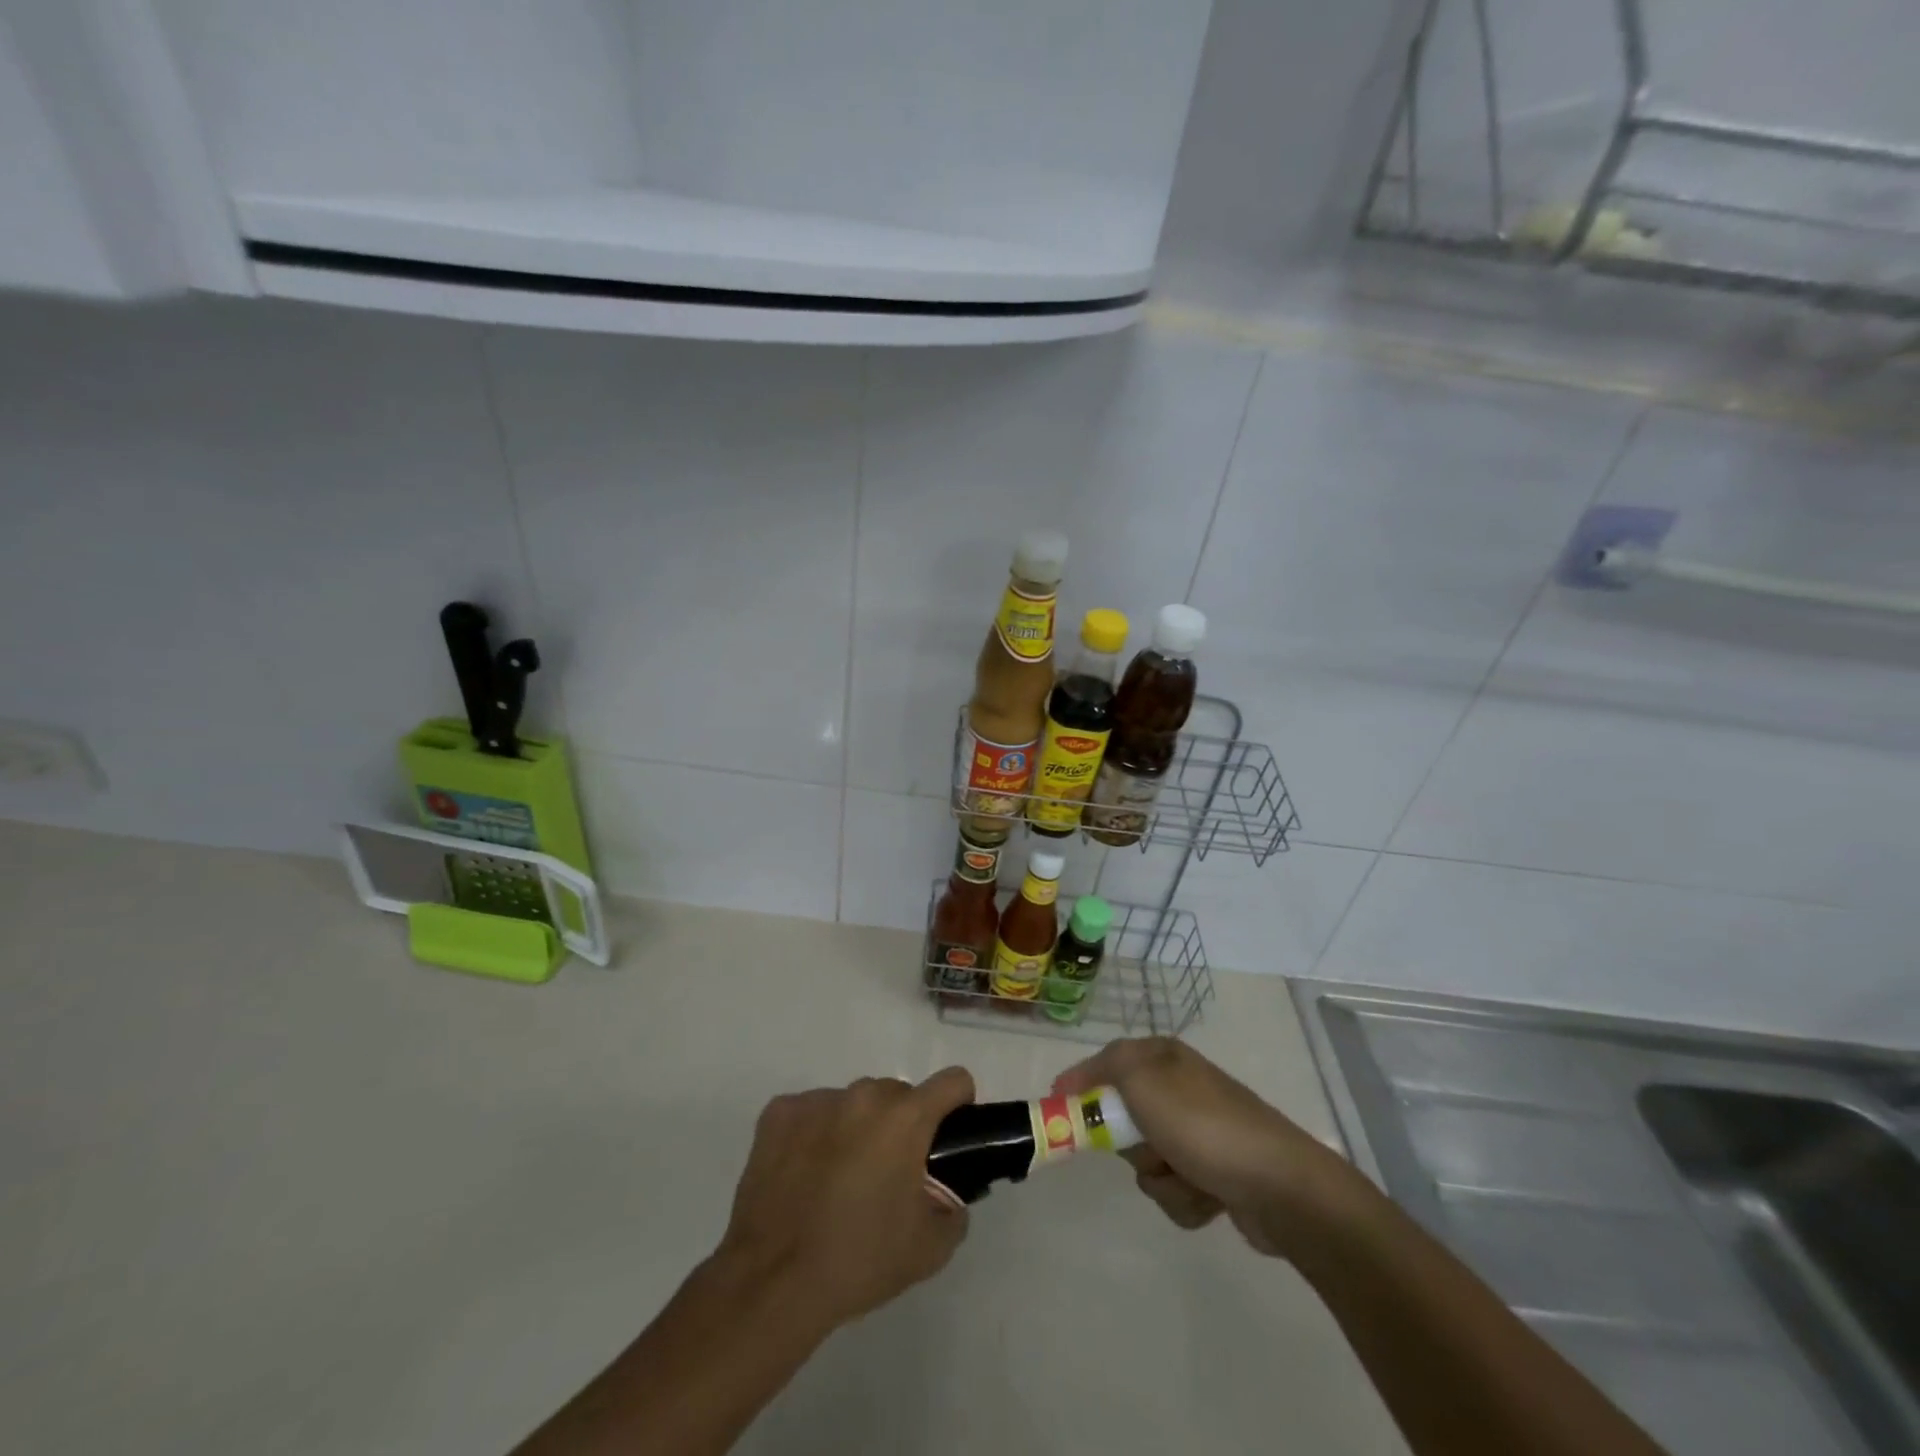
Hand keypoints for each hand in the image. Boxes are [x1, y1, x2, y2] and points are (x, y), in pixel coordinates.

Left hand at [716, 1068, 975, 1331]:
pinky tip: (804, 1176)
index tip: (949, 1134)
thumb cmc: (859, 1260)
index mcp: (905, 1118)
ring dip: (857, 1129)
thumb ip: (952, 1210)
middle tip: (888, 1176)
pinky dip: (815, 1135)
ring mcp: (817, 1100)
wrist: (772, 1283)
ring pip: (853, 1104)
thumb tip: (946, 1194)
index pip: (952, 1081)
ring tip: (839, 1181)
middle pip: (898, 1095)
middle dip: (901, 1126)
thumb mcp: (930, 1249)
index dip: (958, 1104)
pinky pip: (812, 1113)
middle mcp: (863, 1095)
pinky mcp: (778, 1113)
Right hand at [1055, 1038, 1360, 1258]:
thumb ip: (1106, 1067)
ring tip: (1187, 1179)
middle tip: (1146, 1149)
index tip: (1058, 1108)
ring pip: (1148, 1160)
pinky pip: (1177, 1189)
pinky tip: (1208, 1199)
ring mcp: (1202, 1133)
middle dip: (1130, 1143)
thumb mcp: (1143, 1079)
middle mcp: (1181, 1089)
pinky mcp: (1216, 1173)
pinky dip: (1185, 1199)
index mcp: (1164, 1058)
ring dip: (1161, 1178)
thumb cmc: (1202, 1126)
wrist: (1279, 1185)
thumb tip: (1076, 1078)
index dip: (1081, 1083)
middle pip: (1125, 1116)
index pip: (1107, 1062)